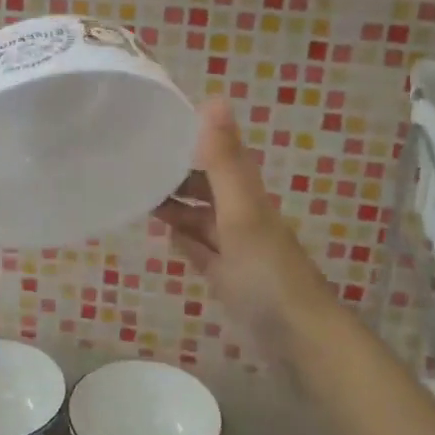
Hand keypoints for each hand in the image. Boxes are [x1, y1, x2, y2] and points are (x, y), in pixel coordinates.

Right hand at [154, 99, 333, 347]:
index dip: (193, 139)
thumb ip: (224, 159)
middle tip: (135, 166)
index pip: (218, 155)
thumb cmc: (266, 269)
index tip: (156, 125)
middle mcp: (242, 216)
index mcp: (246, 194)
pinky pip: (202, 251)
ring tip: (139, 196)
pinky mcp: (229, 279)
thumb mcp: (240, 209)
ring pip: (202, 219)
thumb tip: (214, 97)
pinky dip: (185, 240)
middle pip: (207, 188)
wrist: (299, 337)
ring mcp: (236, 250)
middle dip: (177, 175)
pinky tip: (166, 235)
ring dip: (176, 207)